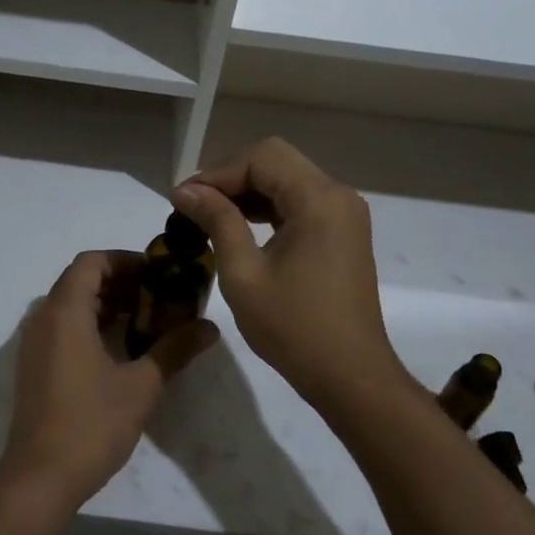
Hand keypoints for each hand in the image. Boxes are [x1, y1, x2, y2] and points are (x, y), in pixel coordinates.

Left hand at [0, 250, 217, 519]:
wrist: (39, 478)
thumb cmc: (90, 424)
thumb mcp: (141, 386)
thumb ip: (175, 350)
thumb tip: (210, 327)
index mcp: (65, 312)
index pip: (91, 262)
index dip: (125, 260)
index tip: (158, 273)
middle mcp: (43, 319)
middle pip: (80, 280)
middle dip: (120, 282)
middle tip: (159, 297)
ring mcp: (34, 344)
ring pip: (70, 305)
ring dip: (106, 304)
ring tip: (146, 321)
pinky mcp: (33, 366)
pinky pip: (61, 328)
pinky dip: (89, 325)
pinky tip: (119, 349)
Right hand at [172, 138, 400, 409]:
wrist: (350, 376)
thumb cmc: (293, 328)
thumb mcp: (243, 273)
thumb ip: (217, 221)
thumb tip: (185, 190)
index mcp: (319, 200)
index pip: (261, 158)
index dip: (217, 173)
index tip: (183, 199)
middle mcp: (338, 195)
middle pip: (276, 160)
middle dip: (231, 177)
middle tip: (194, 205)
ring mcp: (344, 213)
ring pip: (287, 178)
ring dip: (248, 191)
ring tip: (208, 216)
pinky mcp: (342, 232)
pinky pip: (300, 201)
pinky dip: (268, 207)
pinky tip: (239, 226)